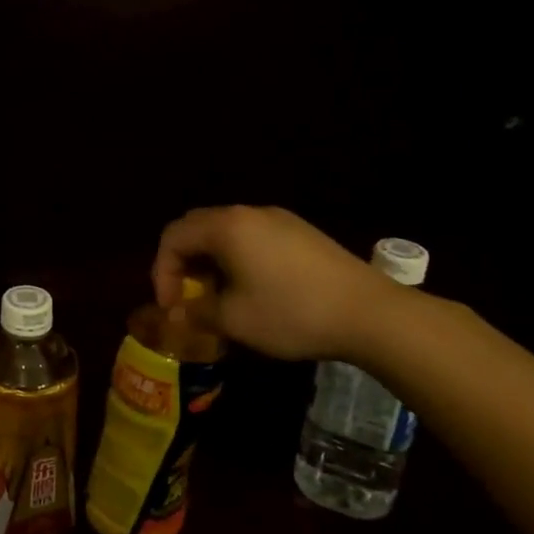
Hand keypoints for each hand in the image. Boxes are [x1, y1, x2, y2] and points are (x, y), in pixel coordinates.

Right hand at [152, 205, 402, 363]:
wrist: (371, 314)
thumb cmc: (292, 314)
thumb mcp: (234, 320)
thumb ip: (196, 312)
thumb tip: (176, 314)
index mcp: (226, 227)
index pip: (173, 237)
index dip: (162, 272)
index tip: (171, 307)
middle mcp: (249, 213)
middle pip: (197, 227)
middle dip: (182, 262)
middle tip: (186, 296)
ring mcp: (279, 219)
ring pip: (226, 231)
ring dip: (210, 261)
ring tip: (217, 296)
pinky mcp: (301, 232)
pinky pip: (253, 236)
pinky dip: (236, 257)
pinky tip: (251, 288)